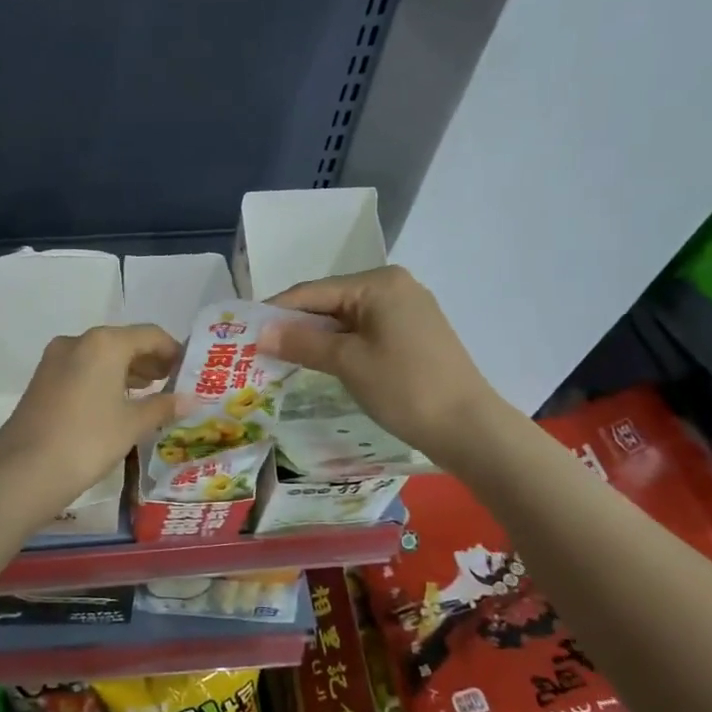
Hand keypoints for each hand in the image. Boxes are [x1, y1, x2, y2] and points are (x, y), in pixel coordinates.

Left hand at [0, 324, 182, 527]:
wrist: (24, 471)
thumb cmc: (88, 441)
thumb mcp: (132, 425)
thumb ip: (163, 406)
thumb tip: (192, 399)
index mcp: (104, 343)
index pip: (150, 335)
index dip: (173, 351)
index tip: (189, 371)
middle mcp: (78, 341)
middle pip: (124, 342)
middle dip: (149, 361)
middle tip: (172, 383)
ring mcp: (54, 359)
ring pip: (100, 356)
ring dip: (126, 370)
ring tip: (148, 394)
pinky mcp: (41, 379)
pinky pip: (81, 369)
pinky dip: (103, 379)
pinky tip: (115, 403)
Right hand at [259, 266, 501, 470]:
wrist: (468, 428)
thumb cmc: (404, 388)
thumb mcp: (347, 362)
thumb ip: (301, 342)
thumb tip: (260, 333)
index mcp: (379, 282)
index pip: (312, 291)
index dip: (275, 311)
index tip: (243, 329)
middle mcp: (394, 286)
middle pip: (329, 301)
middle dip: (295, 324)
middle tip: (258, 347)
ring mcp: (407, 309)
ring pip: (345, 318)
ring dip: (315, 336)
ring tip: (281, 356)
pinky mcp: (413, 333)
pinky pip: (364, 330)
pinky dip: (339, 344)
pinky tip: (319, 361)